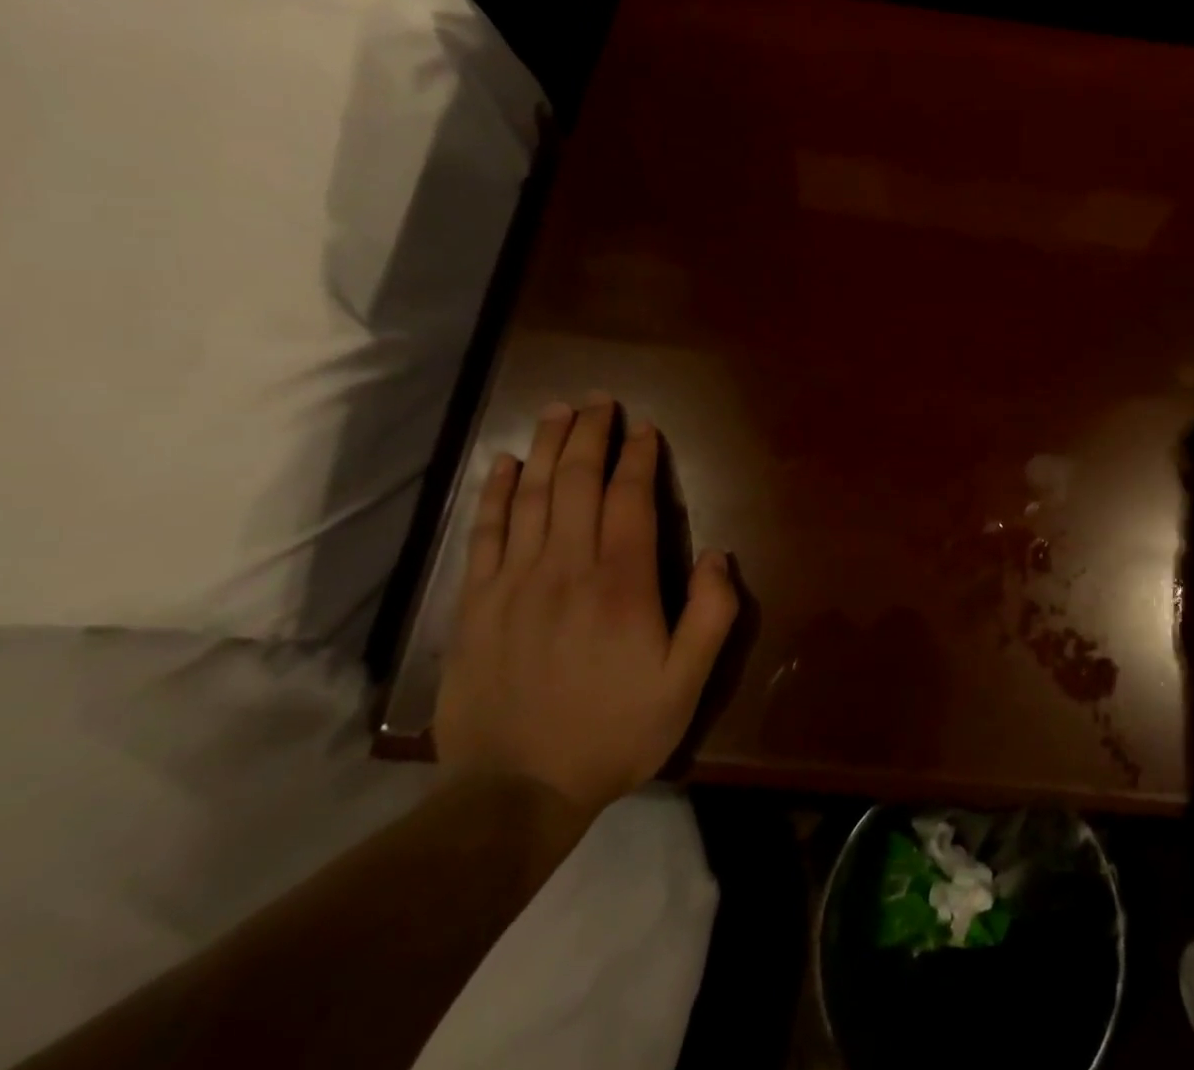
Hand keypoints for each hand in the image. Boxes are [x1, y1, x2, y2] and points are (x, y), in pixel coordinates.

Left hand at [434, 399, 738, 812]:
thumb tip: (717, 553)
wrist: (515, 794)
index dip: (638, 457)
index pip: (630, 498)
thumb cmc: (614, 732)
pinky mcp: (476, 604)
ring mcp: (514, 582)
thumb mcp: (686, 684)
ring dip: (548, 447)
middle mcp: (566, 567)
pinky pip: (485, 533)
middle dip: (590, 434)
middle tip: (598, 400)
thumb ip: (711, 614)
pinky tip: (505, 464)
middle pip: (578, 482)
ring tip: (558, 412)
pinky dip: (496, 493)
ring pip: (533, 496)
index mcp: (621, 583)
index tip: (644, 428)